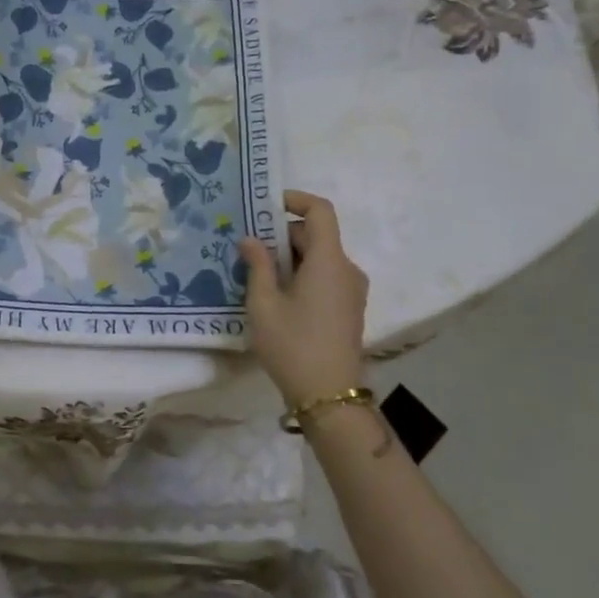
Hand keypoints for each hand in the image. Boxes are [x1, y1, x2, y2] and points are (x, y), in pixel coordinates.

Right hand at [238, 191, 369, 408]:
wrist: (329, 397)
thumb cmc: (292, 345)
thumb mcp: (263, 303)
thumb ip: (257, 265)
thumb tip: (250, 239)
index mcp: (329, 261)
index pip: (320, 211)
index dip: (295, 200)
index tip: (265, 206)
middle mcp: (347, 269)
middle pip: (316, 234)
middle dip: (282, 234)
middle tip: (247, 246)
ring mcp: (352, 290)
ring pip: (319, 257)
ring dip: (290, 256)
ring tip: (255, 272)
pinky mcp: (349, 308)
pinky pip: (325, 276)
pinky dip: (301, 273)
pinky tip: (275, 294)